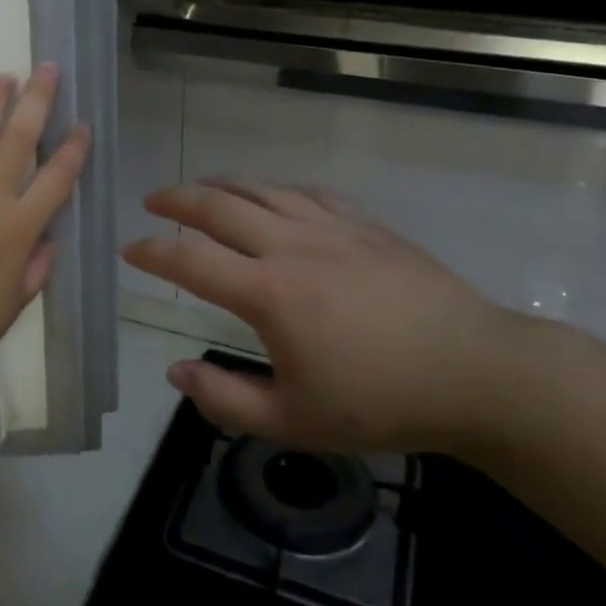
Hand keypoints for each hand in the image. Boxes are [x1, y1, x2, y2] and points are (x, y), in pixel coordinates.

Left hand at [0, 63, 90, 371]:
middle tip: (46, 70)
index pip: (57, 176)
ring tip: (3, 78)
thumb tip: (46, 241)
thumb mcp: (13, 305)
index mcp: (18, 227)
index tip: (82, 124)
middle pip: (19, 138)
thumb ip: (35, 269)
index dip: (74, 147)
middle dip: (38, 100)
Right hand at [122, 179, 533, 455]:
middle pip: (220, 206)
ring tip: (199, 190)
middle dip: (178, 199)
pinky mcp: (366, 225)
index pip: (191, 260)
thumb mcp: (294, 421)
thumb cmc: (380, 403)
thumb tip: (176, 372)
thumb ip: (225, 399)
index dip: (153, 253)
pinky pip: (308, 192)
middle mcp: (293, 246)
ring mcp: (333, 228)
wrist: (475, 374)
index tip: (130, 250)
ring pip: (263, 189)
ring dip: (222, 185)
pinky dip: (276, 189)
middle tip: (153, 201)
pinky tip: (272, 195)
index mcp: (269, 293)